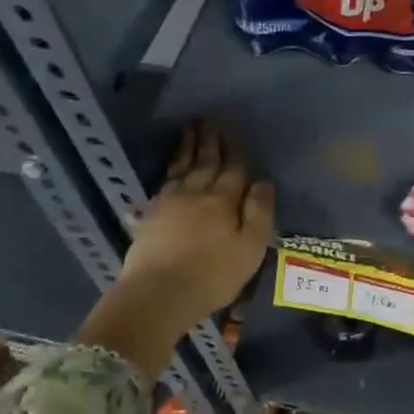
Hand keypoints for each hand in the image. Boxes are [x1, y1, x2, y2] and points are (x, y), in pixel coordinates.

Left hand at [76, 120, 274, 378]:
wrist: (157, 295)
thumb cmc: (212, 276)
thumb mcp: (250, 248)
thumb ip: (260, 213)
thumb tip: (264, 182)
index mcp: (224, 200)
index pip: (233, 169)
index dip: (235, 149)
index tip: (233, 129)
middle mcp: (196, 193)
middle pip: (205, 161)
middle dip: (209, 139)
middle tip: (209, 117)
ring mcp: (169, 203)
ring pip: (181, 167)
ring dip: (187, 147)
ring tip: (189, 129)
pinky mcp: (149, 216)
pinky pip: (163, 183)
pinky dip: (169, 170)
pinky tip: (169, 168)